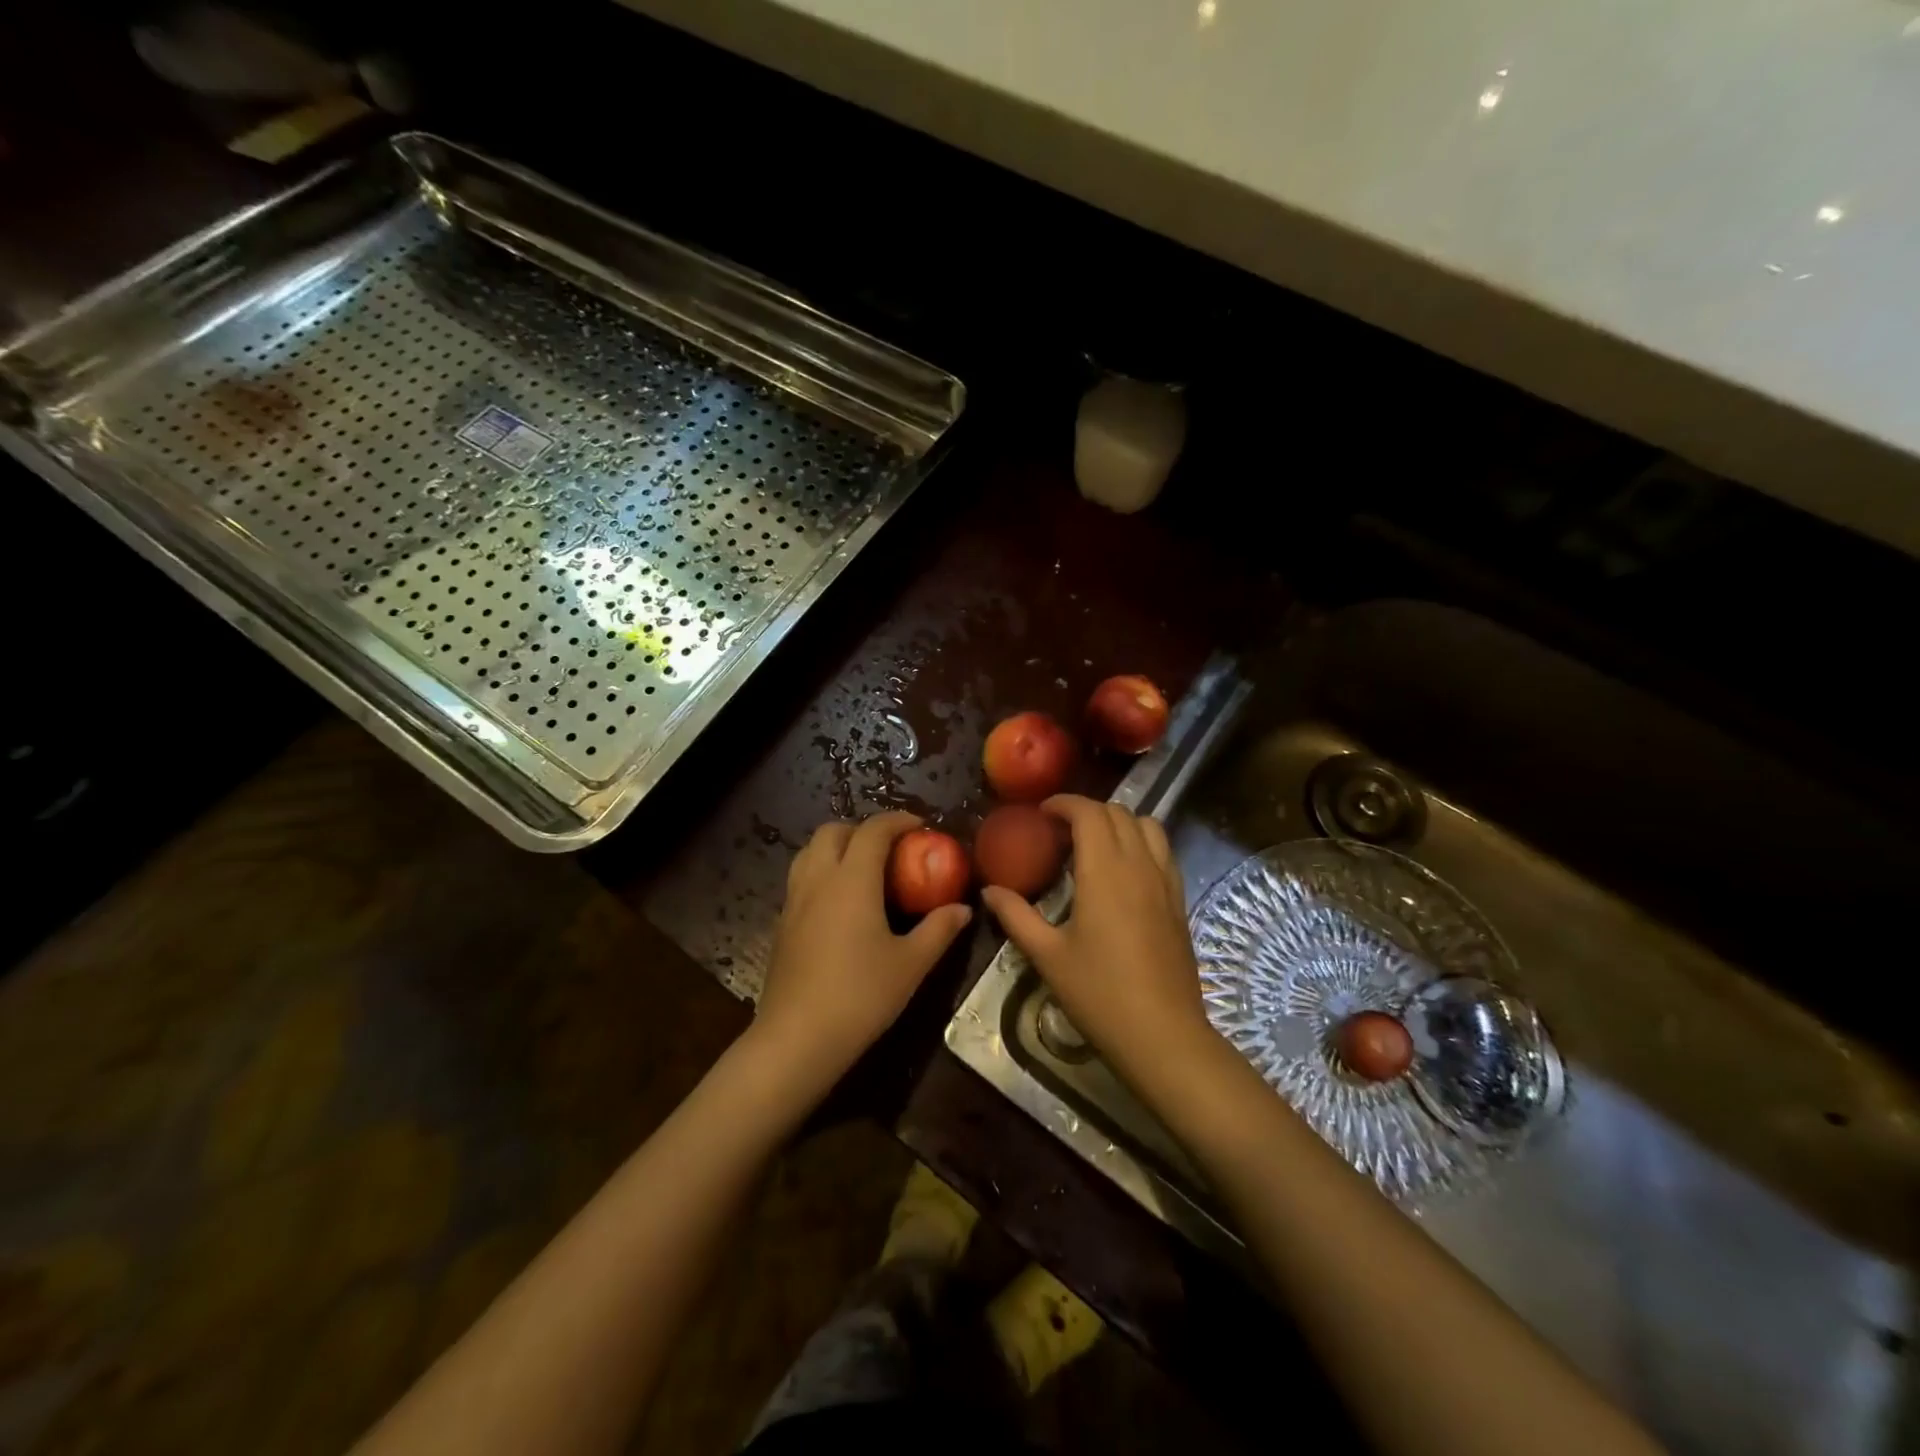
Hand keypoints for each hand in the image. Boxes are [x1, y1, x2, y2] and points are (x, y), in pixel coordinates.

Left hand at [753, 812, 972, 1099]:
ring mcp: (794, 901)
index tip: (921, 826)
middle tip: (891, 849)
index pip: (873, 830)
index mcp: (852, 880)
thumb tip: (963, 909)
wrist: (796, 1039)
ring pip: (810, 851)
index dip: (898, 820)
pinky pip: (801, 878)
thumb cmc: (860, 996)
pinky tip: (841, 904)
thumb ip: (939, 930)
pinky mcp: (782, 924)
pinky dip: (822, 871)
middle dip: (863, 829)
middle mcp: (818, 879)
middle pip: (833, 831)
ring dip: (838, 847)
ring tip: (864, 870)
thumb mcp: (911, 964)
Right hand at [981, 796, 1215, 1090]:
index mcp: (1105, 870)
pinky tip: (1124, 871)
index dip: (1064, 803)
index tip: (1042, 813)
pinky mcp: (1179, 900)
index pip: (1089, 813)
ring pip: (1148, 825)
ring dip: (1119, 822)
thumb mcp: (1047, 955)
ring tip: (1095, 844)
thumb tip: (989, 891)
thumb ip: (1016, 916)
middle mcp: (1139, 864)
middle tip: (1060, 830)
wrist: (1162, 1035)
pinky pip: (1163, 850)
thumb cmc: (1099, 993)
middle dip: (1088, 811)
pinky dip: (1141, 842)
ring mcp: (1165, 881)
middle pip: (1118, 812)